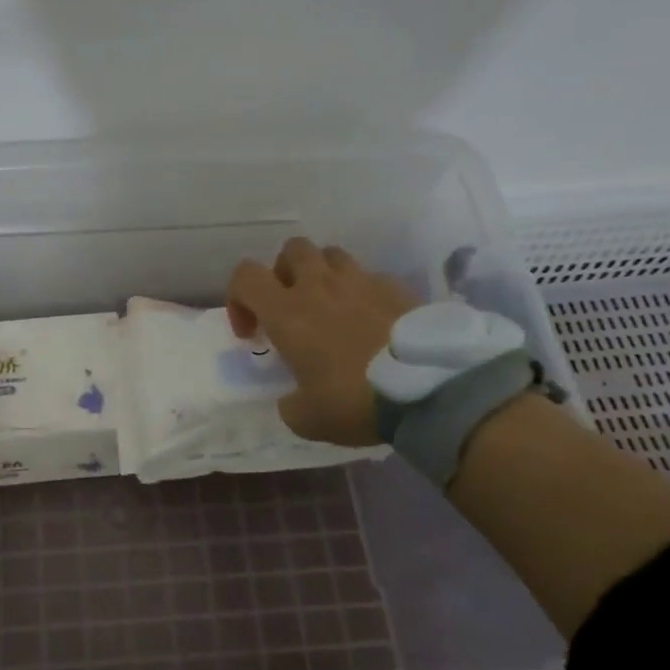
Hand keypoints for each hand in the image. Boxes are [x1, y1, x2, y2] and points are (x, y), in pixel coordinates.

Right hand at [226, 238, 419, 446]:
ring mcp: (362, 281)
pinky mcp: (398, 287)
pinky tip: (372, 322)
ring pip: (332, 255)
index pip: (245, 275)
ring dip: (323, 275)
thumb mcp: (307, 419)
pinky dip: (362, 292)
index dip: (238, 298)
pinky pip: (370, 277)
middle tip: (291, 309)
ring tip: (331, 309)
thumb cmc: (355, 400)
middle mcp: (320, 286)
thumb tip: (293, 399)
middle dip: (283, 274)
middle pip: (291, 250)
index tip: (252, 332)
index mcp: (288, 312)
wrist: (431, 388)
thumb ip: (290, 404)